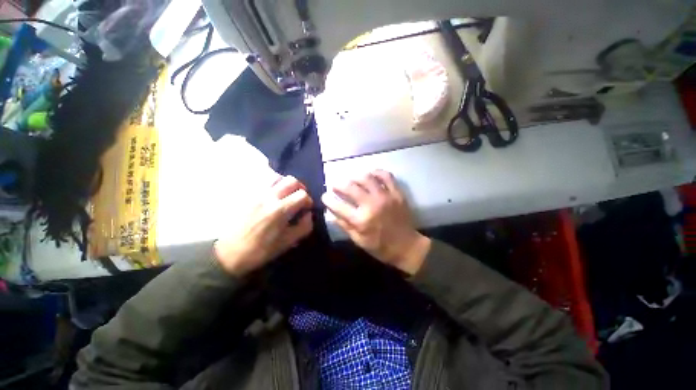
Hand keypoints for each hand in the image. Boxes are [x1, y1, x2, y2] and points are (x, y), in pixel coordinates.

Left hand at [214, 176, 312, 276]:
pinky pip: (262, 181)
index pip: (302, 194)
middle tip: (299, 198)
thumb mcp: (287, 243)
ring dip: (286, 183)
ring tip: (286, 194)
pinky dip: (272, 184)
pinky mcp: (246, 194)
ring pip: (276, 177)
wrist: (227, 253)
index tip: (306, 209)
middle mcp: (269, 197)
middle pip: (291, 180)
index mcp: (280, 210)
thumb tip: (308, 215)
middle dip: (300, 188)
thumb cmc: (259, 250)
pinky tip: (271, 194)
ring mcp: (256, 193)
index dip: (308, 201)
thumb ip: (304, 227)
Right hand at [322, 169, 430, 274]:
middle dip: (338, 184)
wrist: (406, 246)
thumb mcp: (359, 240)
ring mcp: (385, 197)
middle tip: (335, 184)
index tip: (325, 196)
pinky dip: (377, 172)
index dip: (328, 200)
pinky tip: (371, 175)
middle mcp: (372, 205)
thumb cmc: (380, 246)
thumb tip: (332, 212)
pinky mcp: (397, 193)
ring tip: (351, 179)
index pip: (338, 205)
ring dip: (355, 176)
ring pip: (367, 178)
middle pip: (350, 187)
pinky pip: (386, 176)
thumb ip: (344, 225)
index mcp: (361, 220)